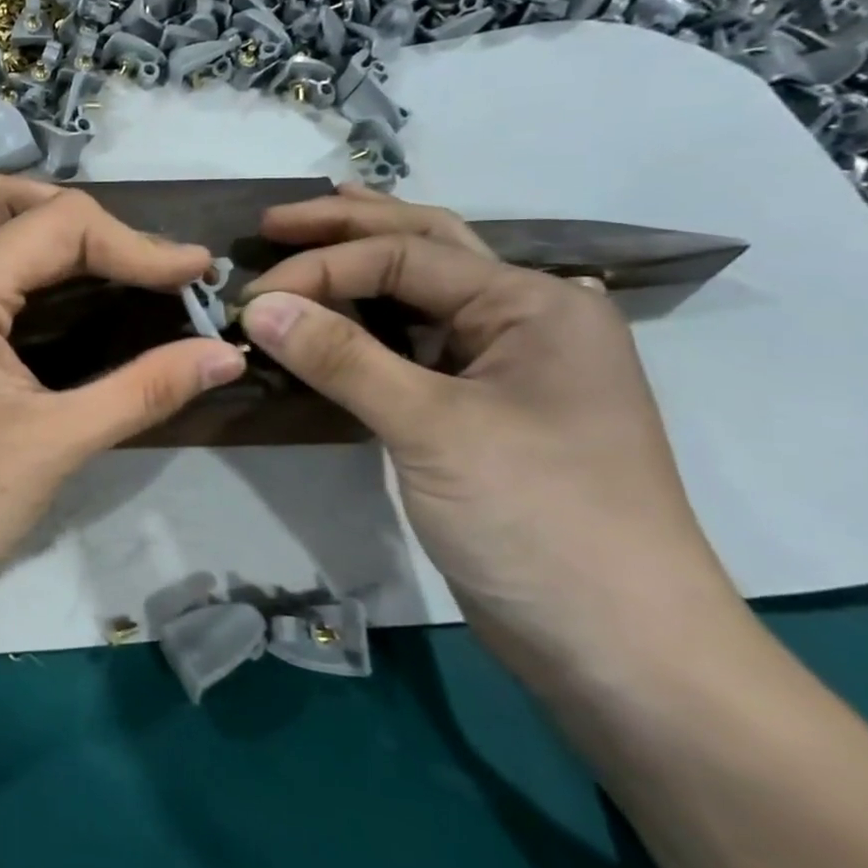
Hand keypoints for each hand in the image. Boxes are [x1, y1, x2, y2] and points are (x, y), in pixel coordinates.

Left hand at [0, 157, 246, 611]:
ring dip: (34, 210)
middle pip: (20, 209)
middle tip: (150, 271)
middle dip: (97, 230)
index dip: (139, 246)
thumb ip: (144, 390)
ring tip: (93, 238)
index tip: (194, 277)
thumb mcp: (55, 446)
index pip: (64, 229)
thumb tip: (225, 354)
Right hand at [240, 184, 743, 685]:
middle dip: (348, 227)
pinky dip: (368, 324)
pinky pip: (415, 346)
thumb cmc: (538, 520)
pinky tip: (340, 314)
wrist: (618, 647)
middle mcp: (526, 320)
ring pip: (422, 294)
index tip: (249, 297)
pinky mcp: (482, 411)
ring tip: (311, 236)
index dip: (320, 268)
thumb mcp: (432, 429)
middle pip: (425, 249)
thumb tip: (257, 305)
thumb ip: (341, 359)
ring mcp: (506, 367)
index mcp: (534, 304)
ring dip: (362, 264)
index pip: (405, 258)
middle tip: (274, 220)